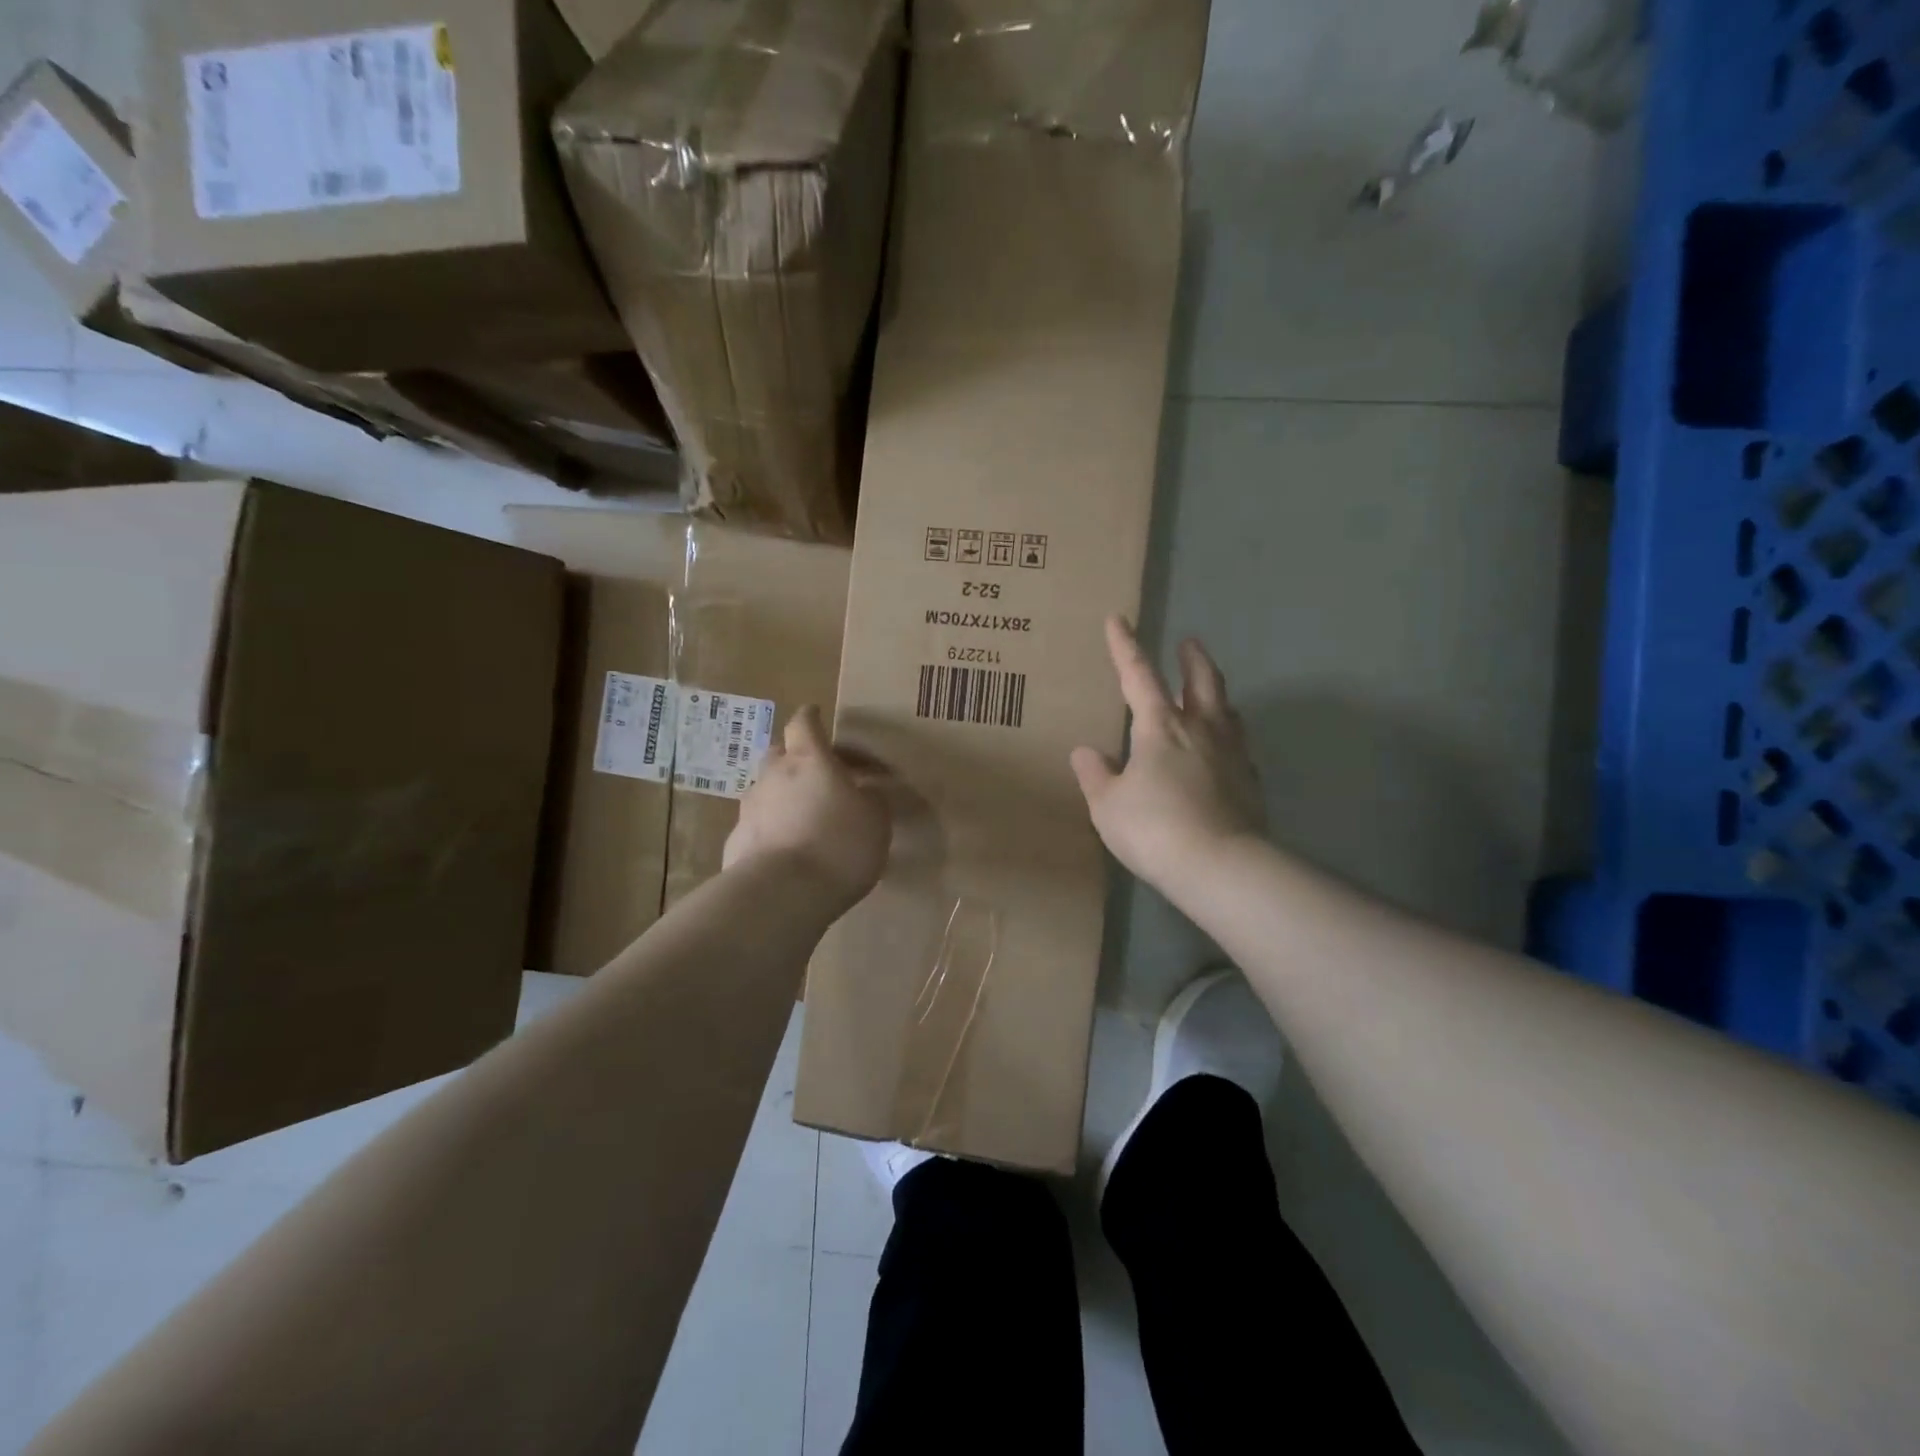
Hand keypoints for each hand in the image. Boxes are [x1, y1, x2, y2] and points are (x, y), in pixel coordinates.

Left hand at [725, 705, 890, 909]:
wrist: (782, 893)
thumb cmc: (838, 844)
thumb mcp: (876, 820)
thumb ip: (870, 799)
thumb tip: (864, 791)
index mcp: (809, 760)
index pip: (803, 723)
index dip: (810, 718)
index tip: (815, 714)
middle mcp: (773, 776)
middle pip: (778, 754)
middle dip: (794, 759)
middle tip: (817, 777)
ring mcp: (749, 809)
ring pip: (765, 792)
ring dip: (782, 799)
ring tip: (804, 821)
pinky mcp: (736, 842)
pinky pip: (757, 828)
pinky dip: (770, 833)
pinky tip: (787, 854)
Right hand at [1071, 617, 1265, 895]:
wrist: (1220, 866)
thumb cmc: (1153, 828)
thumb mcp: (1108, 805)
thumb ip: (1096, 775)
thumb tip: (1085, 752)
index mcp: (1160, 727)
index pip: (1138, 675)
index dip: (1125, 647)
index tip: (1118, 619)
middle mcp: (1201, 730)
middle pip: (1202, 682)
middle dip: (1192, 659)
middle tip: (1190, 643)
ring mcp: (1232, 755)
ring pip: (1227, 711)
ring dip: (1216, 696)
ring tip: (1210, 695)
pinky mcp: (1250, 783)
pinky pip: (1239, 748)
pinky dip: (1228, 739)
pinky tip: (1224, 752)